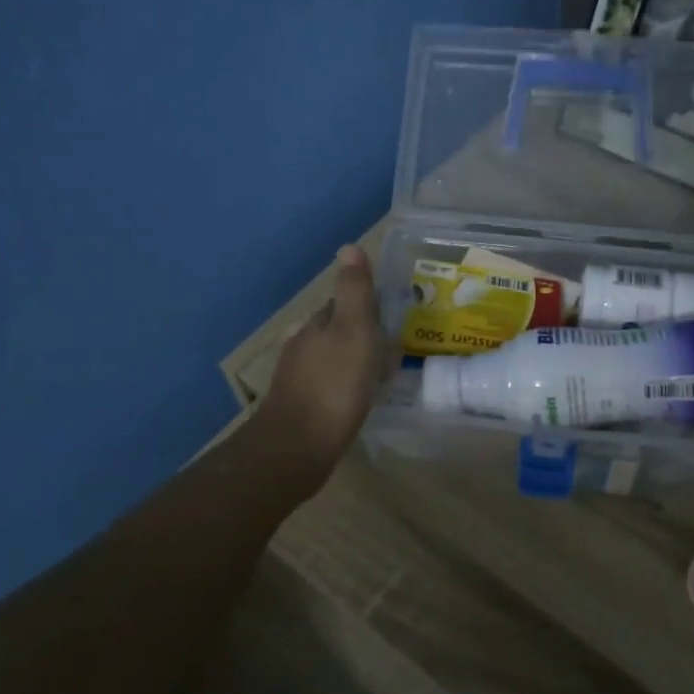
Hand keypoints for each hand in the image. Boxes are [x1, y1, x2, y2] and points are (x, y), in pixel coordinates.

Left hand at [259, 244, 391, 470]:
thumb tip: (349, 246)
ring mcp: (299, 379)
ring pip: (333, 359)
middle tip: (395, 349)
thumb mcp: (354, 330)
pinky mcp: (302, 408)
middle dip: (363, 334)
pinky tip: (360, 400)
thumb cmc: (334, 384)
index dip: (367, 305)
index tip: (393, 315)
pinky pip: (331, 386)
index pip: (343, 303)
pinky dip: (347, 387)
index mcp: (318, 324)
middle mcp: (304, 346)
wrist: (297, 447)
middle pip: (338, 331)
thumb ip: (354, 291)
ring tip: (383, 375)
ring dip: (356, 362)